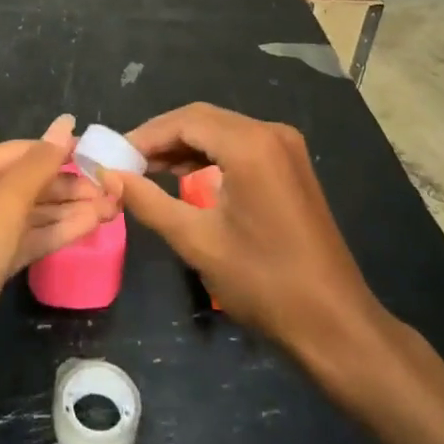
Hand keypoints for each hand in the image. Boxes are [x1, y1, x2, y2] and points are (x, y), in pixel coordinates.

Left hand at [0, 115, 121, 390]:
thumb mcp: (3, 203)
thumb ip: (40, 164)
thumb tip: (66, 122)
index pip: (18, 153)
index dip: (59, 152)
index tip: (101, 155)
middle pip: (25, 183)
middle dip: (68, 186)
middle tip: (113, 188)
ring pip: (29, 214)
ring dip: (68, 211)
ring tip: (112, 207)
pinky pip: (25, 240)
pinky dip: (55, 234)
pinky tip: (90, 226)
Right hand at [110, 103, 380, 364]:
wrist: (334, 323)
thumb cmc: (263, 283)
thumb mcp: (197, 241)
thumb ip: (149, 202)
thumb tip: (109, 176)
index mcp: (250, 145)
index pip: (185, 120)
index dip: (146, 135)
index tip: (113, 155)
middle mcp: (270, 133)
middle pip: (203, 119)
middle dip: (162, 138)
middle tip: (126, 163)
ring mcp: (285, 147)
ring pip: (221, 131)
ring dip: (184, 146)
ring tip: (146, 170)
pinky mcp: (290, 165)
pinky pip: (240, 146)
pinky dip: (209, 155)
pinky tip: (184, 175)